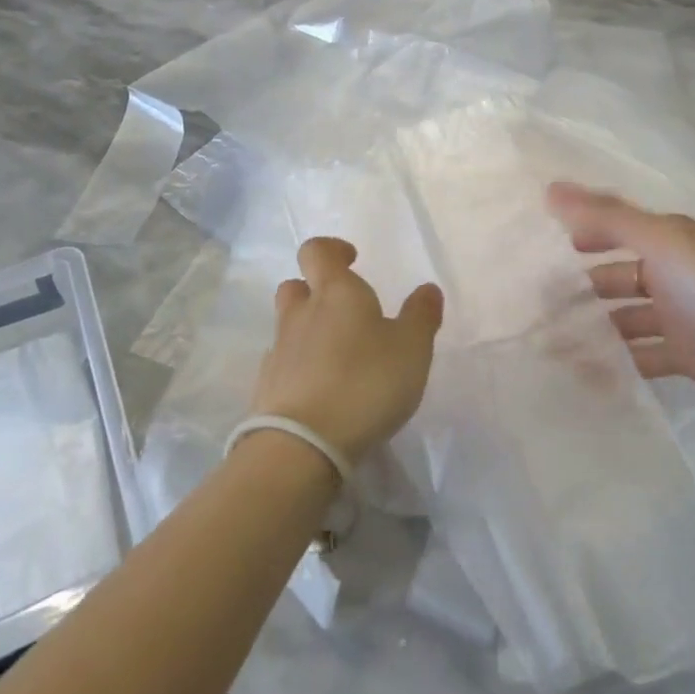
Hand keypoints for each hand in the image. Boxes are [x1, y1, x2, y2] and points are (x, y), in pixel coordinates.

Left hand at [251, 238, 444, 464]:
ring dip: (308, 331)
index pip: (317, 251)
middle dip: (314, 290)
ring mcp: (279, 351)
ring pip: (288, 326)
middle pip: (295, 286)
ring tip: (338, 357)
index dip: (332, 250)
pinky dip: (300, 368)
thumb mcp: (412, 348)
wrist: (301, 444)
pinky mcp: (267, 388)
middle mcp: (301, 314)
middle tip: (343, 311)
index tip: (351, 259)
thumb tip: (427, 289)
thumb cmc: (365, 382)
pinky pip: (283, 364)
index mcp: (335, 292)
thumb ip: (421, 316)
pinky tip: (321, 390)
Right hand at [547, 182, 694, 420]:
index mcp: (669, 241)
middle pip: (616, 277)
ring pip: (623, 318)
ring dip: (591, 326)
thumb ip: (606, 217)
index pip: (617, 229)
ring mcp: (678, 317)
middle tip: (535, 301)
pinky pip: (638, 356)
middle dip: (579, 286)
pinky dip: (613, 360)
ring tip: (546, 339)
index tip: (544, 247)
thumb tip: (550, 188)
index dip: (584, 233)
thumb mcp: (660, 243)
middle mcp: (672, 274)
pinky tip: (578, 369)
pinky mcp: (683, 357)